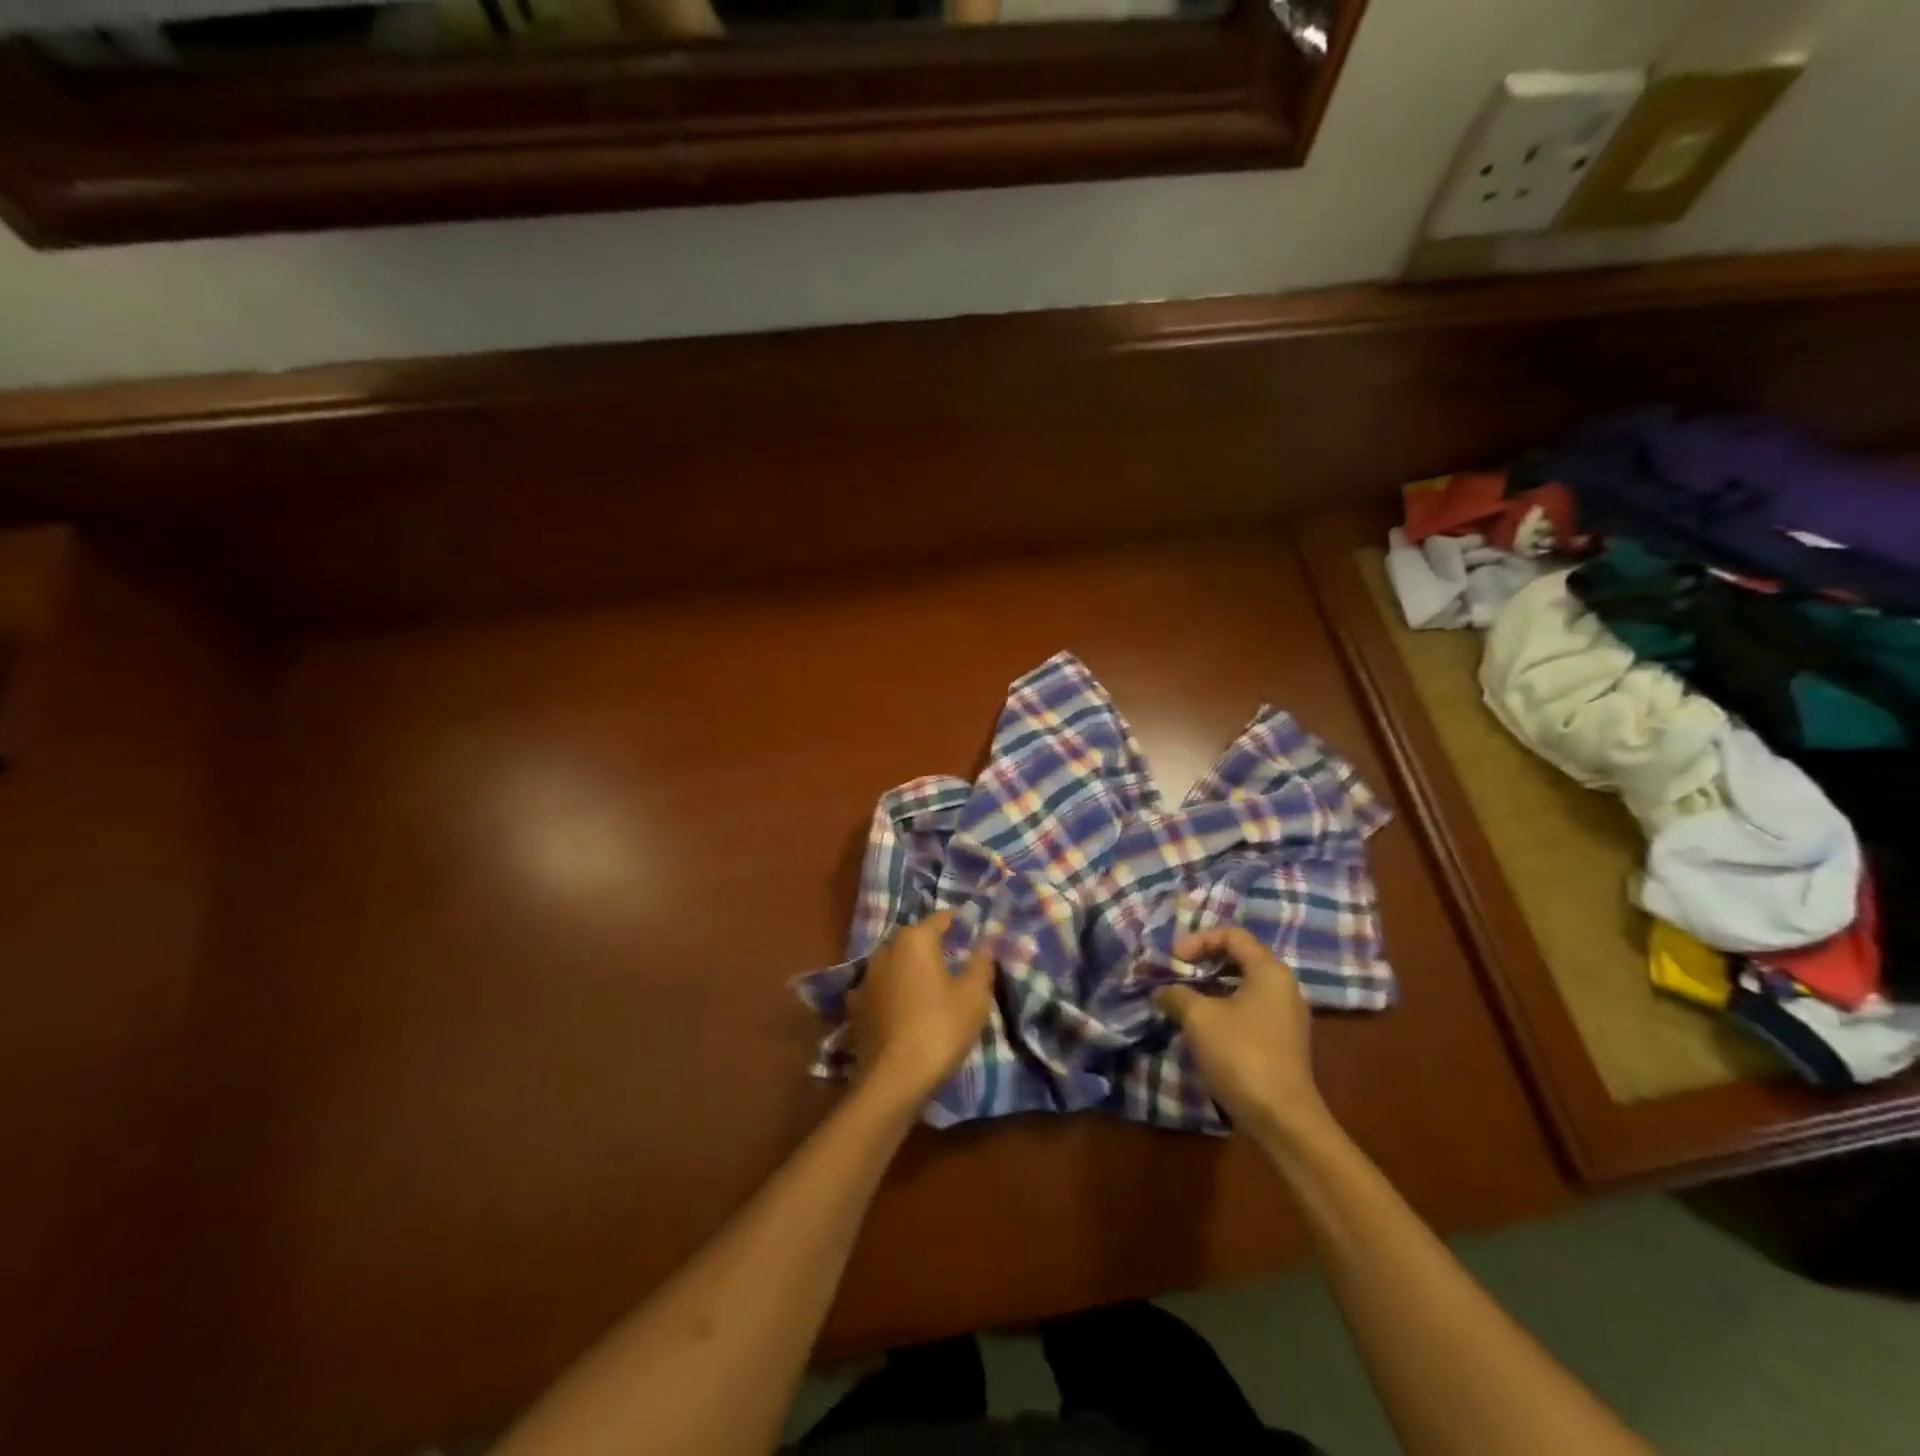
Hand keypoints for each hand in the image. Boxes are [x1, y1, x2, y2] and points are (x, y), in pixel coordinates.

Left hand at [848, 911, 994, 1106]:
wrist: (893, 1080)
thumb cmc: (940, 1029)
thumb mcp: (974, 996)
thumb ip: (981, 963)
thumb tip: (986, 941)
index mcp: (914, 940)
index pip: (941, 918)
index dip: (961, 923)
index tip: (976, 933)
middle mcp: (885, 950)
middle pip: (915, 939)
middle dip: (935, 946)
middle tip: (958, 962)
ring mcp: (866, 978)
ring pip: (896, 963)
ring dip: (912, 970)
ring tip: (933, 988)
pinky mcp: (856, 1006)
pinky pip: (883, 989)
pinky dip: (895, 992)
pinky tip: (906, 1009)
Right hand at [1154, 927, 1327, 1143]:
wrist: (1282, 1119)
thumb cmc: (1241, 1055)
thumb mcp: (1198, 1018)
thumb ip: (1176, 994)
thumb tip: (1161, 991)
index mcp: (1269, 971)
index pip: (1232, 935)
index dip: (1198, 940)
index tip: (1173, 959)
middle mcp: (1284, 986)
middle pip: (1239, 958)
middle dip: (1203, 963)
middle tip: (1176, 976)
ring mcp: (1287, 1015)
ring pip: (1243, 986)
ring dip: (1211, 987)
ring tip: (1183, 1001)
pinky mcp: (1283, 1041)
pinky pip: (1250, 1009)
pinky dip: (1224, 1008)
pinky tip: (1203, 1027)